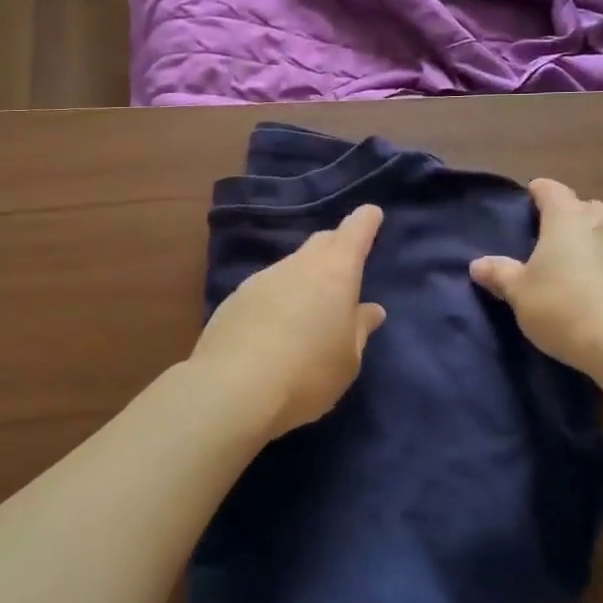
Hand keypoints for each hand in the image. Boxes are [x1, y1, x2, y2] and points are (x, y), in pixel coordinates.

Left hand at [190, 203, 387, 440]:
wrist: (231, 389)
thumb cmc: (307, 373)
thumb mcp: (347, 360)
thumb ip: (359, 330)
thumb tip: (370, 309)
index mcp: (335, 273)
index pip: (354, 233)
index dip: (365, 222)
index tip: (371, 213)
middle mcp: (298, 266)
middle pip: (321, 243)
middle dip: (336, 245)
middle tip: (345, 260)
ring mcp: (262, 279)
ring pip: (291, 266)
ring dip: (305, 277)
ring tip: (310, 306)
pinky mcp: (234, 299)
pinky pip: (267, 289)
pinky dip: (279, 298)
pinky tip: (276, 325)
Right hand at [469, 179, 602, 374]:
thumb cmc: (564, 307)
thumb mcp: (520, 293)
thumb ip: (500, 274)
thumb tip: (478, 264)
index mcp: (567, 217)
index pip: (550, 190)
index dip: (537, 193)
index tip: (527, 201)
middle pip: (583, 207)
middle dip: (568, 218)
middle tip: (549, 241)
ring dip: (593, 242)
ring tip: (576, 267)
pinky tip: (602, 290)